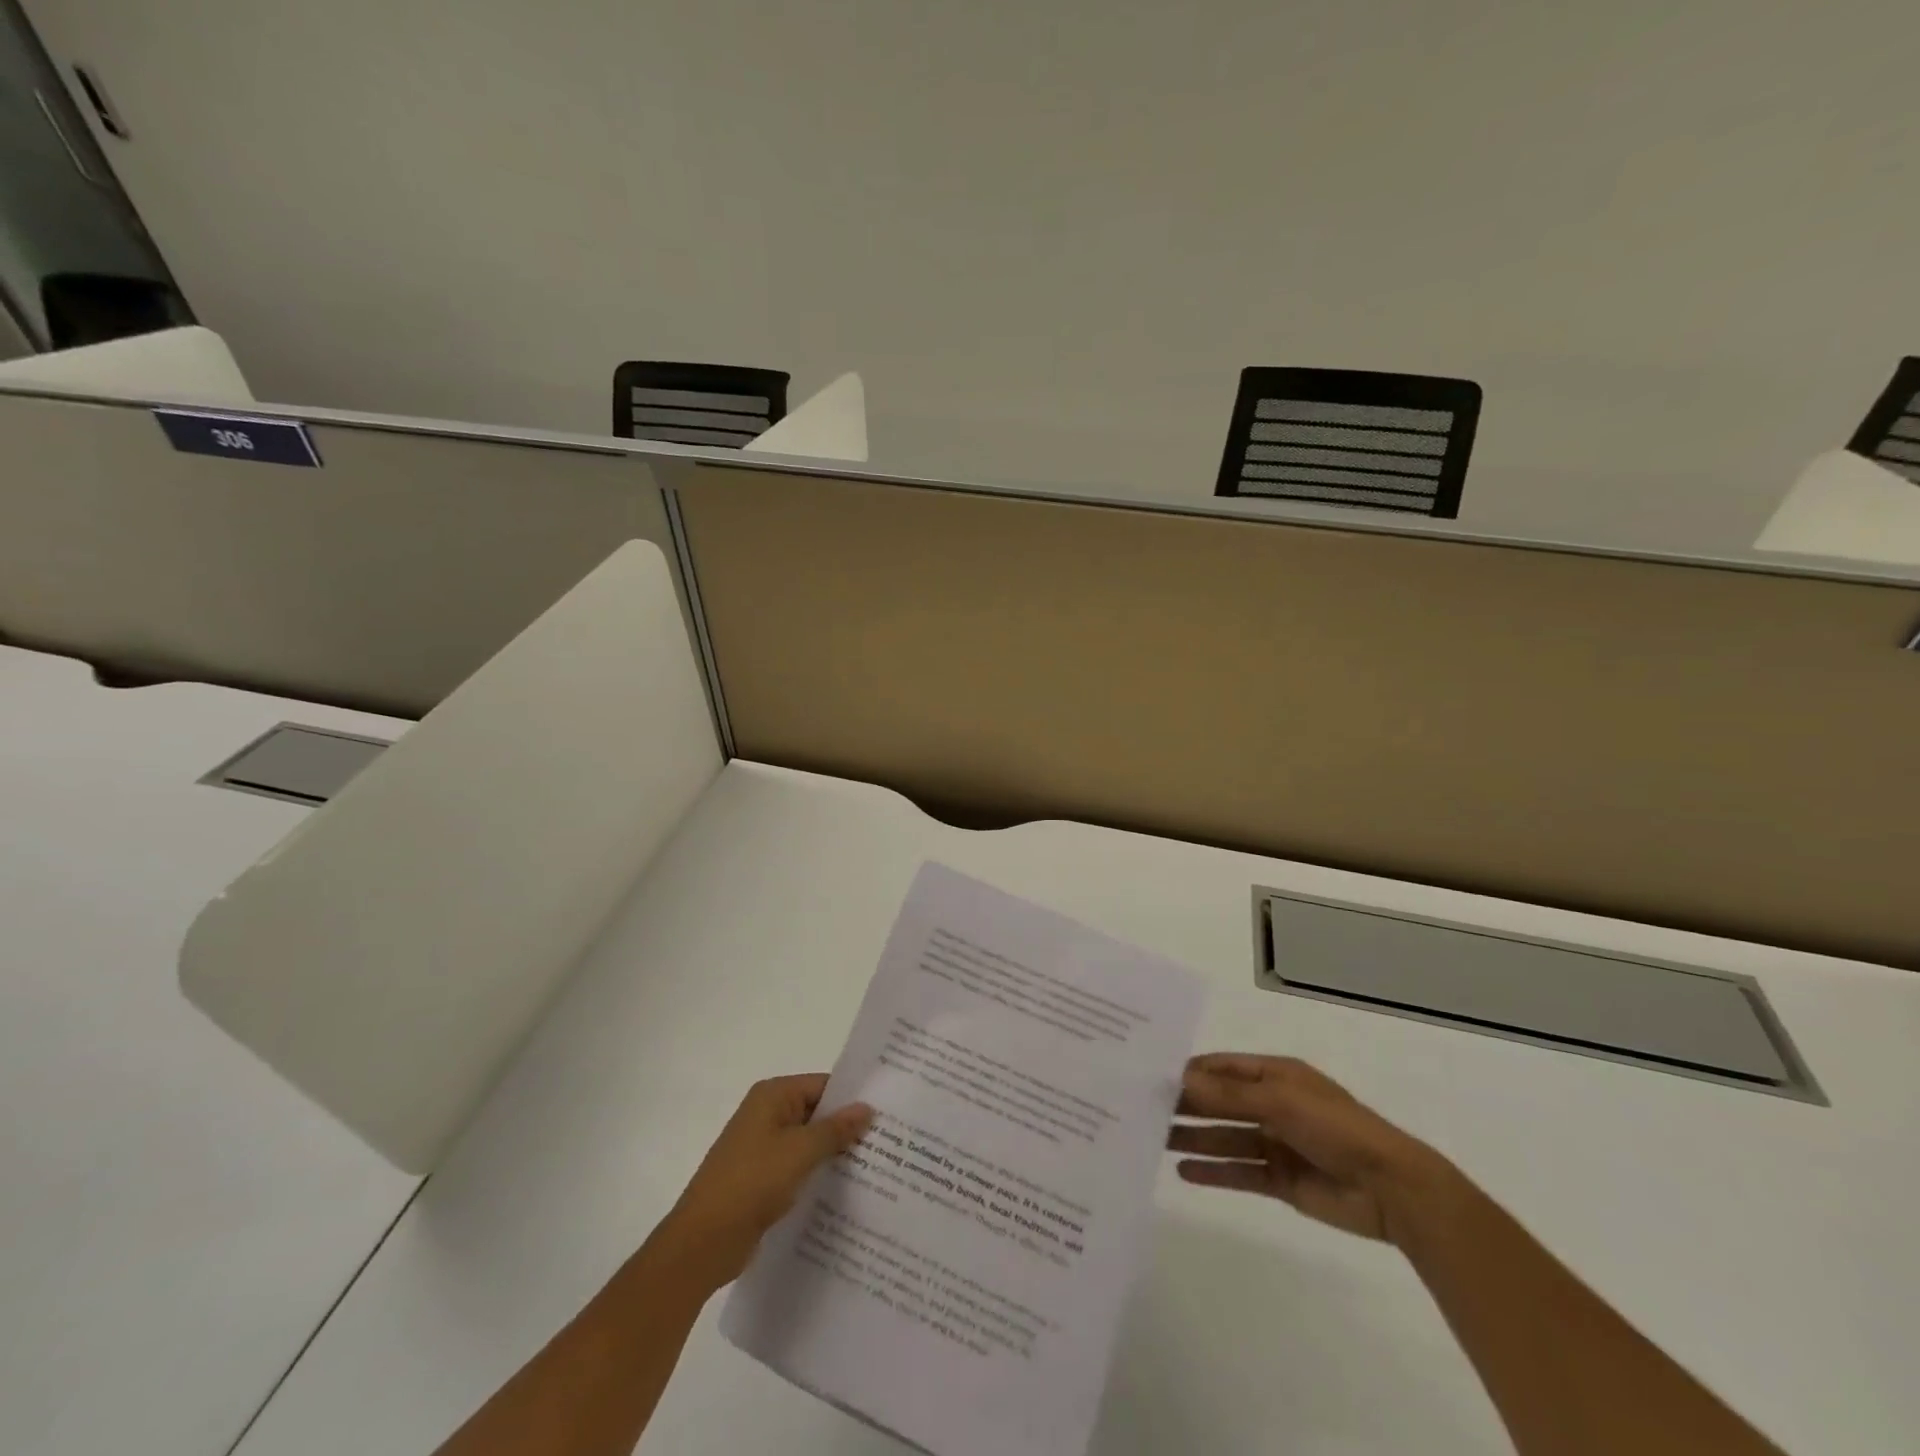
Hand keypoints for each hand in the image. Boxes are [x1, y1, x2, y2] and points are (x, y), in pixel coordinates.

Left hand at [657, 1074, 872, 1291]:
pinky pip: (799, 1167)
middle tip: (890, 1140)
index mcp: (772, 1096)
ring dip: (835, 1153)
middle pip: (817, 1112)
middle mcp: (767, 1114)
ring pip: (810, 1143)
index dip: (853, 1098)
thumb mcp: (800, 1151)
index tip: (887, 1111)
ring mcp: (763, 1148)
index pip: (823, 1085)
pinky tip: (846, 1190)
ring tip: (877, 1166)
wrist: (702, 1243)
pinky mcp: (762, 1178)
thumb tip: (866, 1108)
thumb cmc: (751, 1183)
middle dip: (847, 1127)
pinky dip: (819, 1174)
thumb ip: (836, 1129)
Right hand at [1168, 1054, 1458, 1246]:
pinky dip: (1213, 1172)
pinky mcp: (1281, 1180)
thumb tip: (1180, 1079)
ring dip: (1193, 1138)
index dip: (1189, 1072)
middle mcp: (1272, 1105)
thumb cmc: (1335, 1128)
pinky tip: (1183, 1171)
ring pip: (1225, 1137)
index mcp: (1275, 1075)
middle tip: (1142, 1109)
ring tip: (1153, 1140)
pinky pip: (1239, 1171)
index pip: (1222, 1068)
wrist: (1392, 1190)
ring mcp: (1277, 1143)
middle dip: (1186, 1105)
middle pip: (1220, 1102)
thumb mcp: (1279, 1101)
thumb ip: (1228, 1094)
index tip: (1150, 1076)